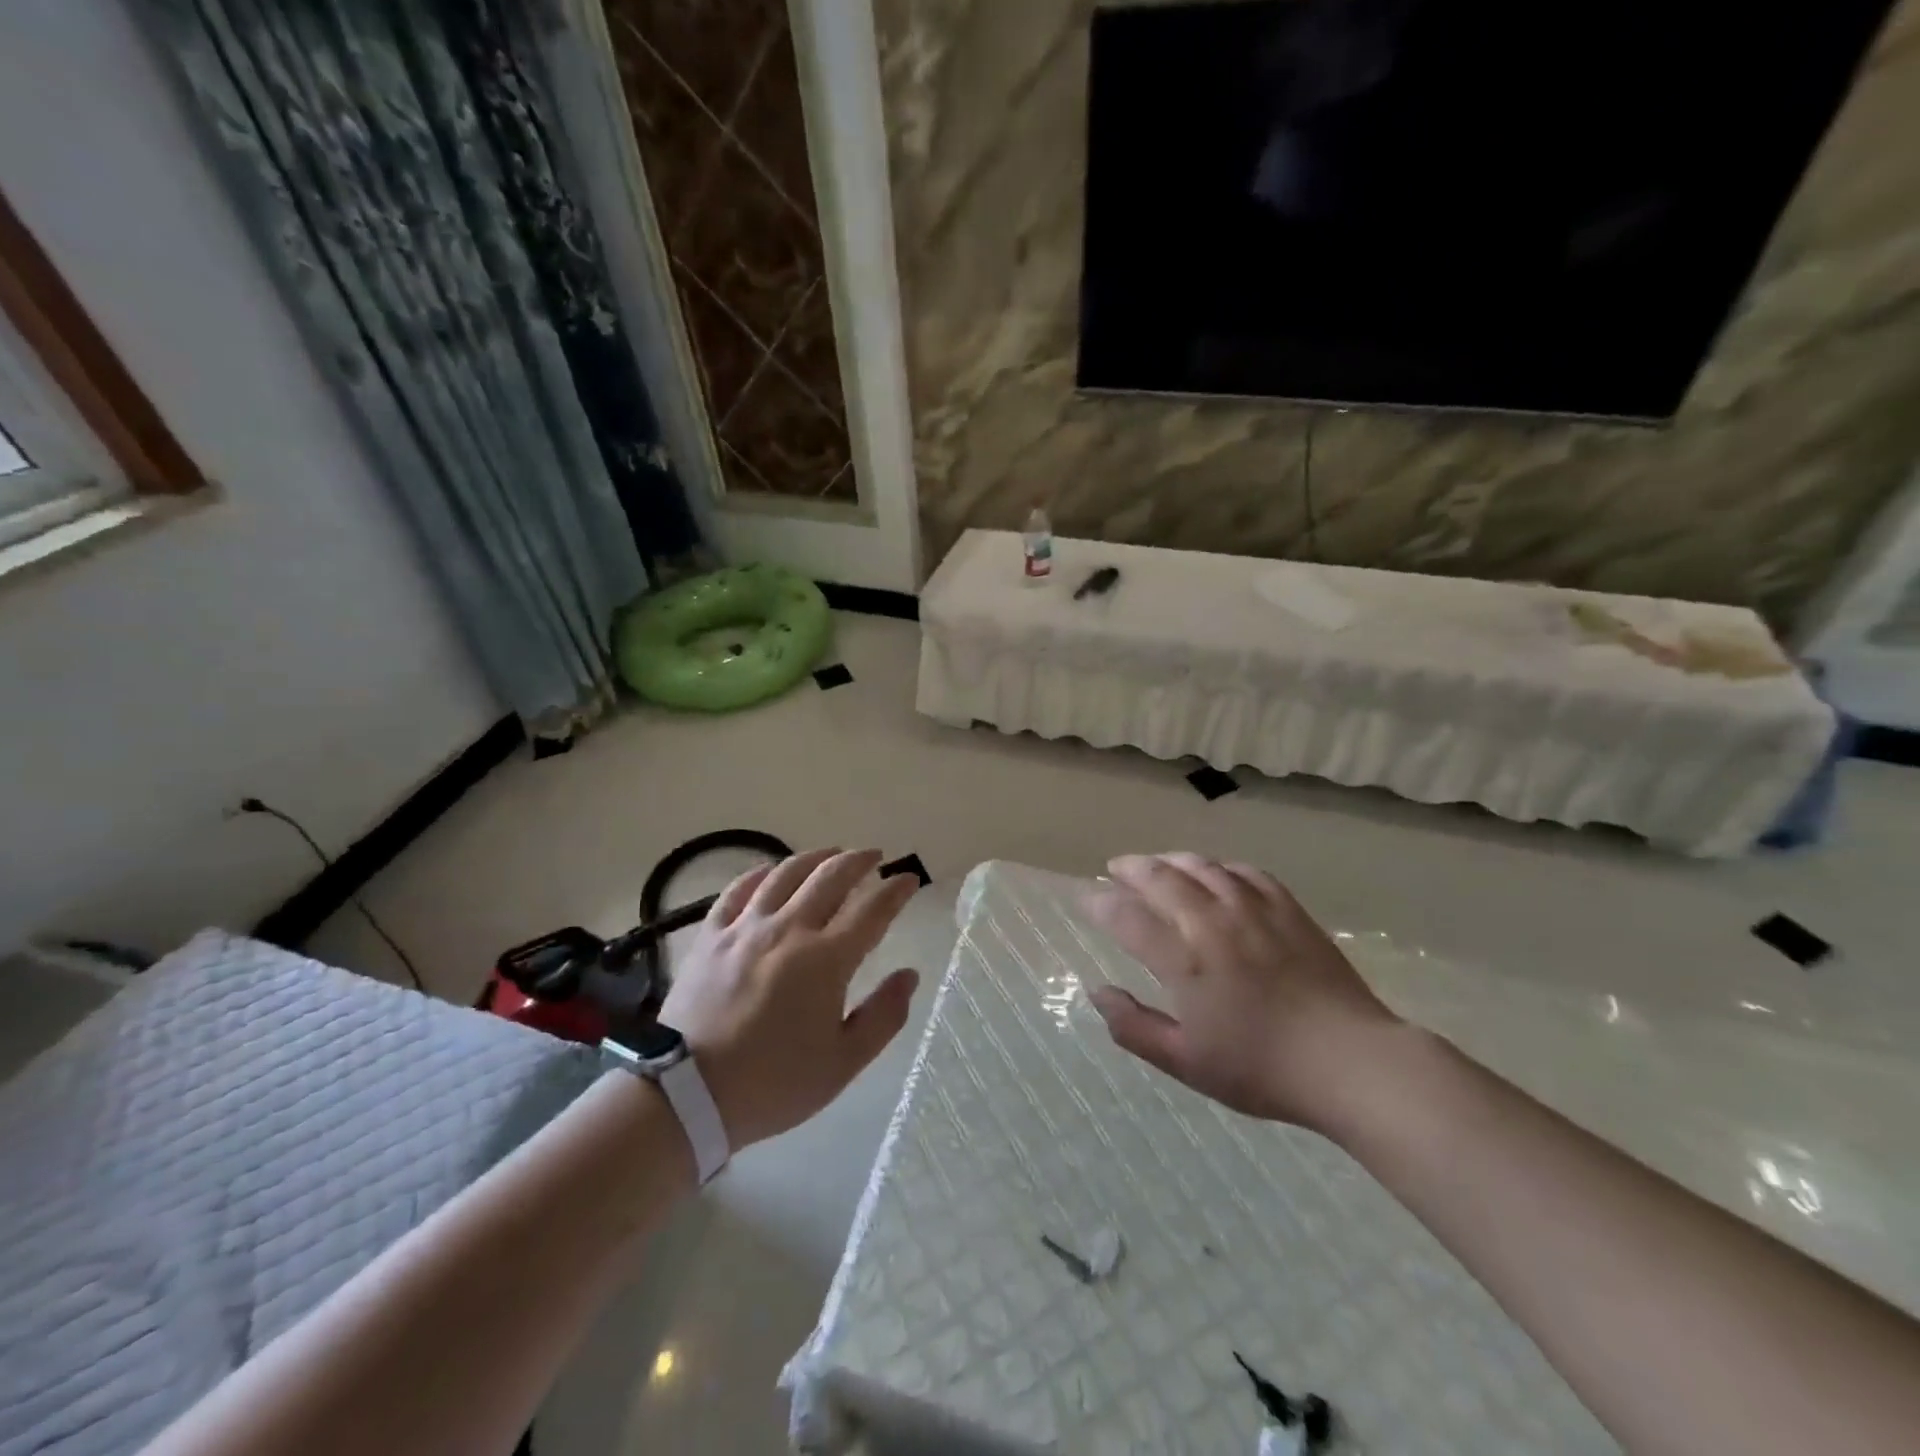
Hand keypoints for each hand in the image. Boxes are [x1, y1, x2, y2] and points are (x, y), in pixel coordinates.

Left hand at [659, 849, 920, 1147]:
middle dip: (859, 860)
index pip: (872, 910)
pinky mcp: (711, 934)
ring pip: (786, 872)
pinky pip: (738, 889)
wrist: (687, 1094)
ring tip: (831, 854)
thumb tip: (909, 975)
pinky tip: (771, 872)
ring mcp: (746, 927)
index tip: (909, 879)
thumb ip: (883, 1016)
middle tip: (874, 856)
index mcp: (826, 960)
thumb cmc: (774, 1083)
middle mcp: (789, 929)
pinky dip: (761, 873)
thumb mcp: (843, 1063)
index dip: (895, 890)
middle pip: (831, 876)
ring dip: (816, 857)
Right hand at [1083, 852, 1400, 1129]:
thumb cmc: (1262, 1069)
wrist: (1350, 1062)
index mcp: (1184, 960)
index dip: (1100, 904)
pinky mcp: (1288, 909)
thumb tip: (1096, 992)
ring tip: (1156, 863)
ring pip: (1201, 866)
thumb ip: (1134, 1026)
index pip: (1127, 917)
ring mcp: (1253, 910)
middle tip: (1115, 869)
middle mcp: (1212, 922)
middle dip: (1130, 868)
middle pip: (1160, 877)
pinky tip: (1215, 873)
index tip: (1086, 900)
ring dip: (1170, 860)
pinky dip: (1219, 867)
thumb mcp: (1186, 1062)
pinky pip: (1245, 872)